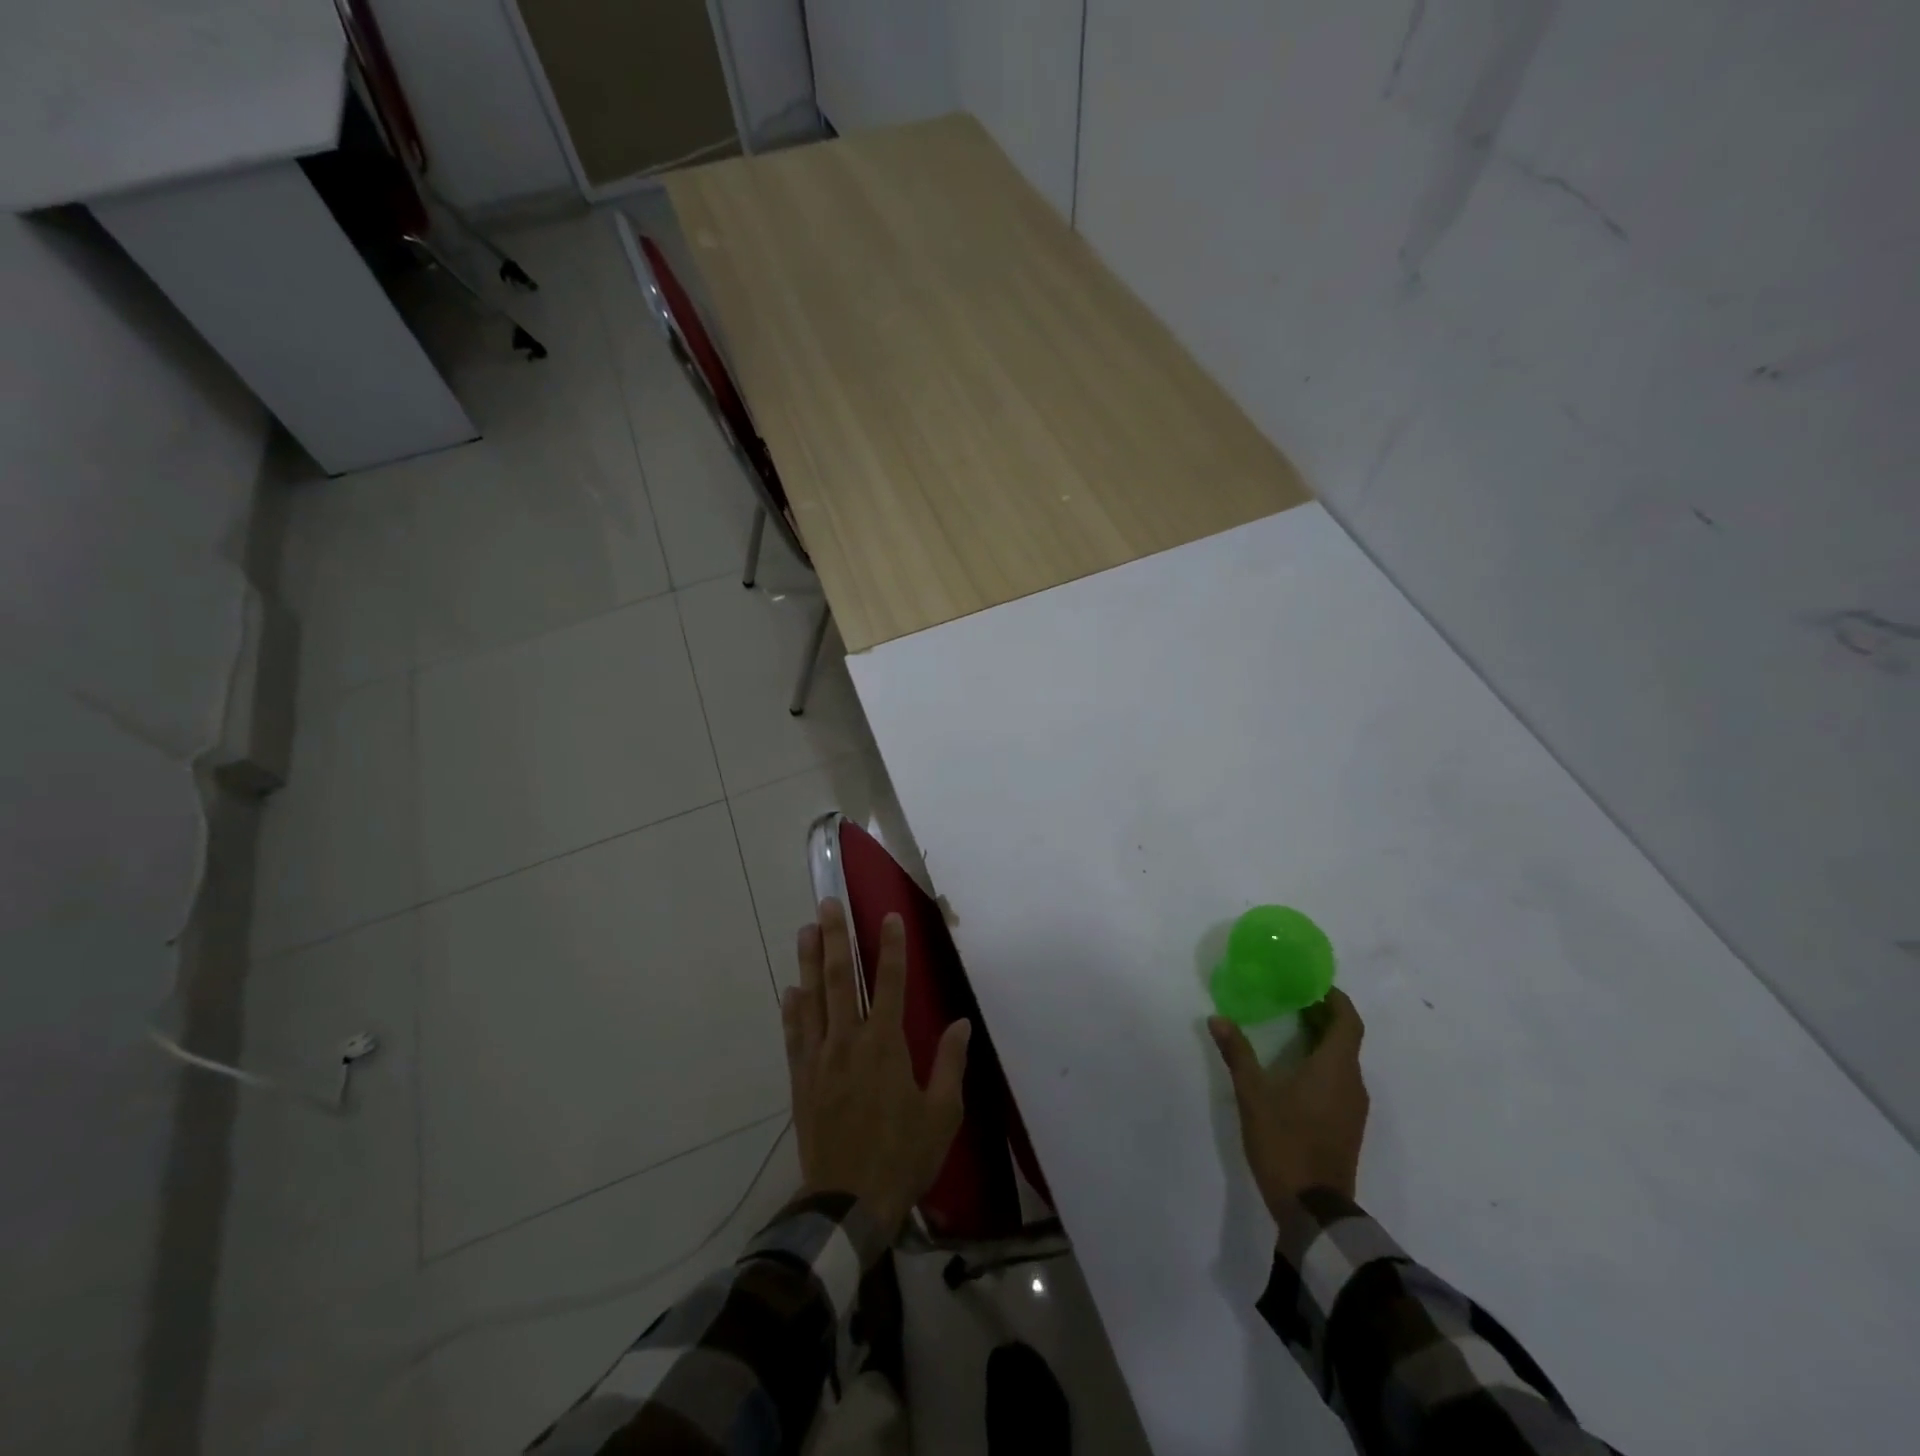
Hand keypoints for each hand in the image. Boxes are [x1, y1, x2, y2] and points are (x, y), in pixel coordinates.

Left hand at [782, 899, 970, 1240]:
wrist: (847, 1203)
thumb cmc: (902, 1156)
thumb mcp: (942, 1114)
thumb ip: (950, 1064)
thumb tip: (962, 1023)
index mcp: (885, 1046)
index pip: (888, 984)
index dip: (891, 948)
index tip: (889, 917)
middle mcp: (848, 1042)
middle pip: (840, 980)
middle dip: (836, 939)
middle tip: (828, 904)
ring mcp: (819, 1059)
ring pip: (812, 1000)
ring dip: (809, 962)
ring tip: (806, 930)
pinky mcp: (801, 1079)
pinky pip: (794, 1036)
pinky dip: (792, 1010)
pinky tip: (790, 990)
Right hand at [1209, 989, 1369, 1214]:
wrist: (1314, 1209)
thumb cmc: (1285, 1142)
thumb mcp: (1253, 1094)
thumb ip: (1237, 1053)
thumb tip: (1218, 1018)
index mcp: (1336, 1068)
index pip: (1348, 1020)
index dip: (1334, 998)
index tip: (1310, 983)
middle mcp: (1352, 1083)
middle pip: (1346, 1038)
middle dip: (1322, 1015)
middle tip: (1290, 998)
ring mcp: (1352, 1107)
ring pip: (1343, 1060)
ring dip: (1322, 1039)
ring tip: (1288, 1026)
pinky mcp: (1346, 1125)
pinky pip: (1340, 1080)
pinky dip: (1322, 1062)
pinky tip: (1294, 1067)